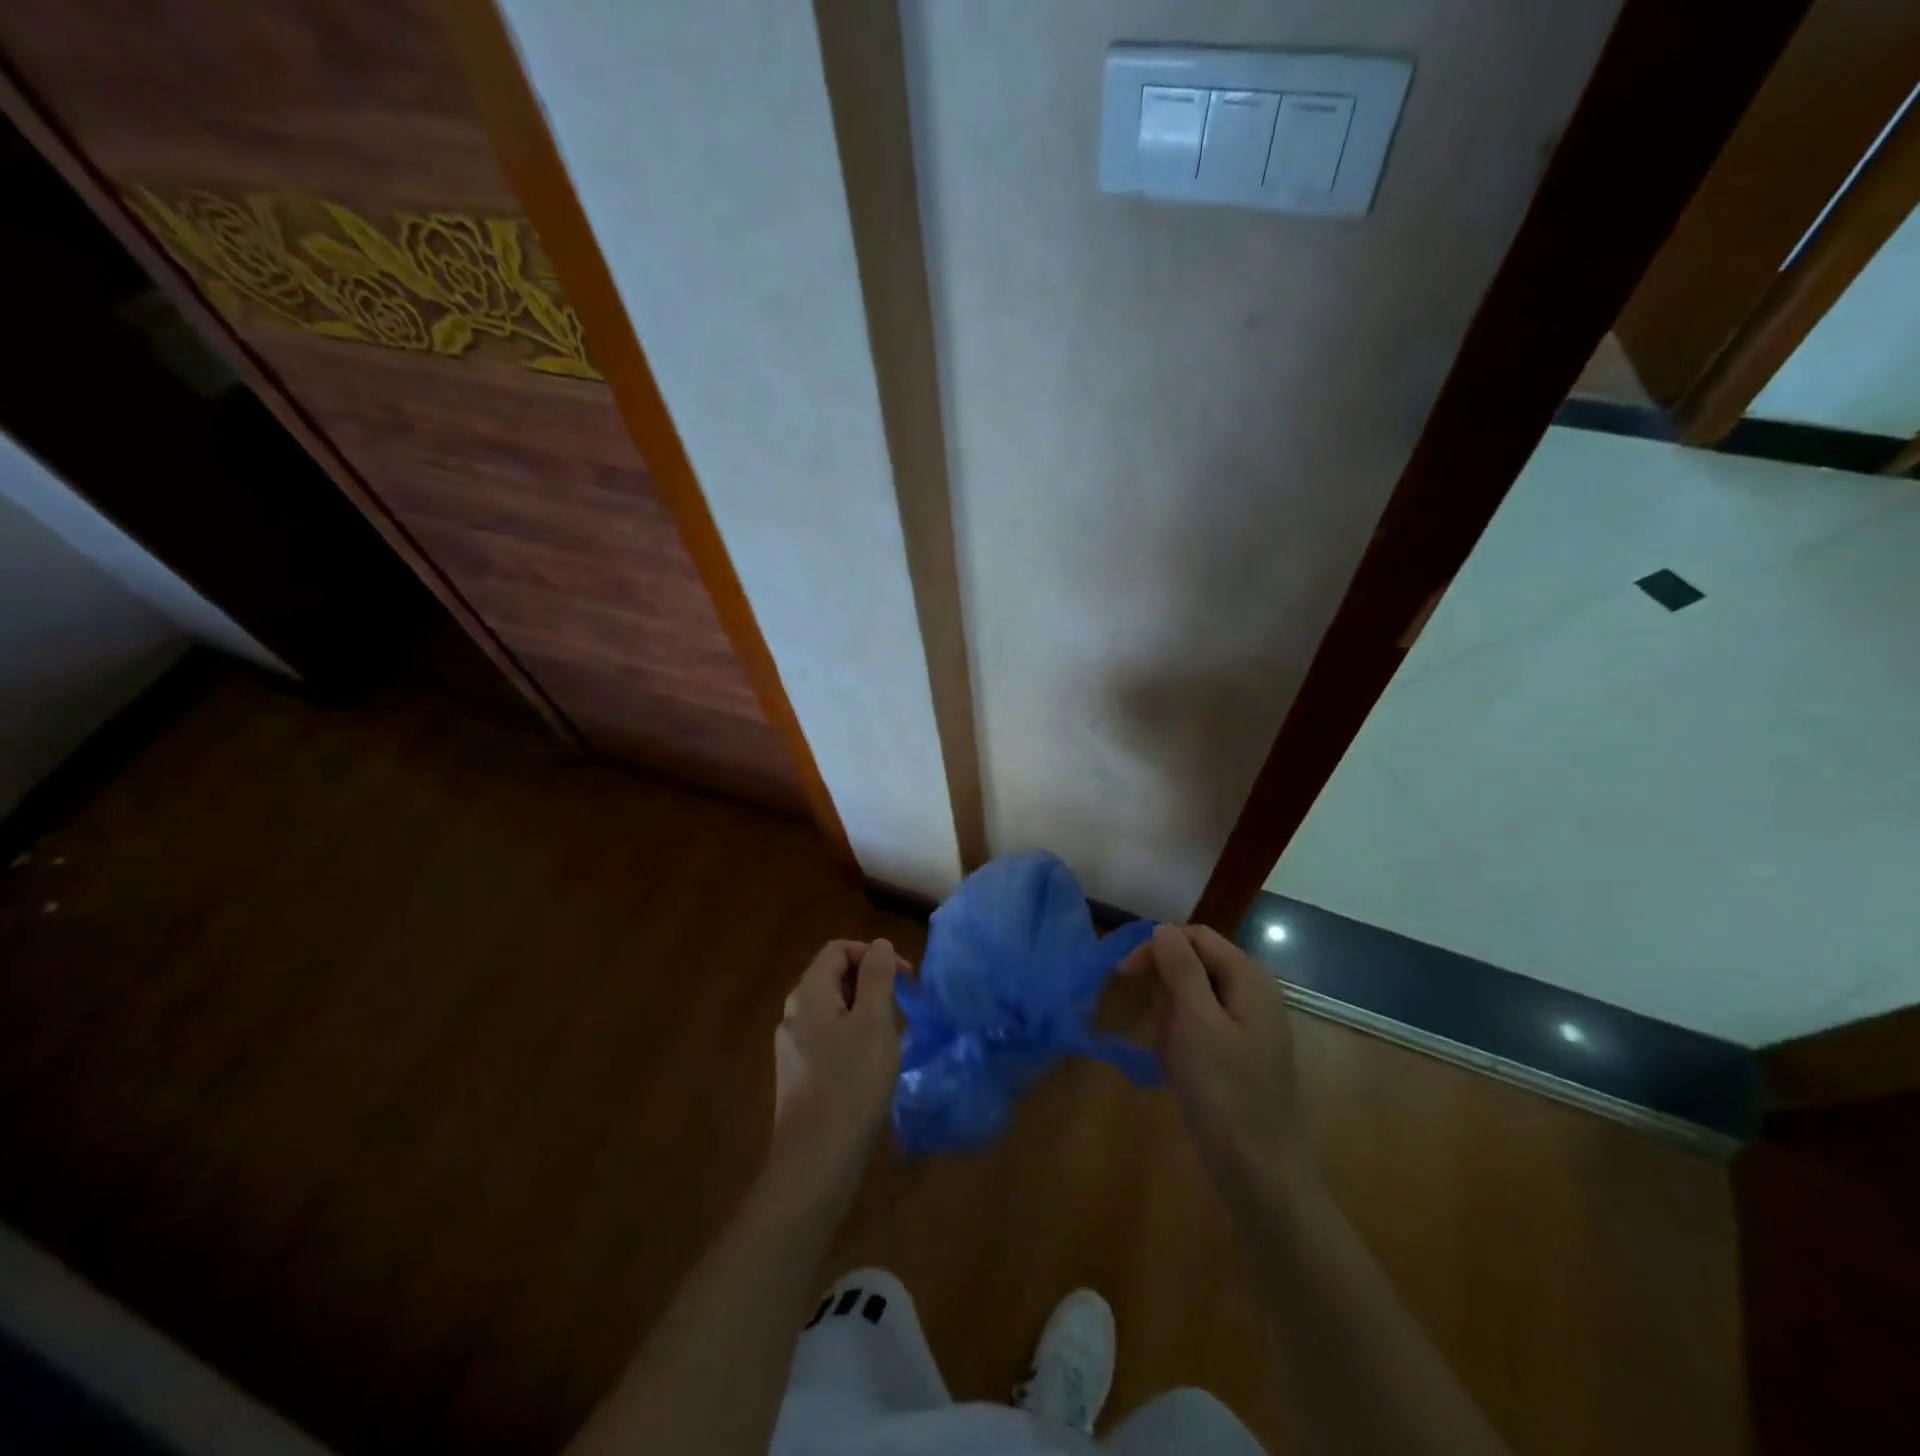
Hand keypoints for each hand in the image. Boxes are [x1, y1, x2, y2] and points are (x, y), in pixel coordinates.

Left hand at [767, 939, 902, 1206]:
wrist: (815, 1163)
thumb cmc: (851, 1084)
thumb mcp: (874, 1022)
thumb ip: (877, 977)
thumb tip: (878, 945)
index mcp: (808, 994)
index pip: (838, 949)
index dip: (872, 954)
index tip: (904, 978)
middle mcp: (793, 1015)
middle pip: (833, 977)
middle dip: (871, 982)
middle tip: (903, 1006)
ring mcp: (792, 1047)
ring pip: (833, 1010)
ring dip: (865, 1011)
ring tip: (891, 1036)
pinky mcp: (799, 1076)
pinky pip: (828, 1038)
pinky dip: (853, 1037)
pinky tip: (871, 1065)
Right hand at [1122, 925, 1304, 1205]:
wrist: (1261, 1174)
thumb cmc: (1226, 1092)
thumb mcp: (1196, 1022)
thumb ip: (1181, 969)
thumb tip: (1163, 929)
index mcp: (1250, 979)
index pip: (1196, 937)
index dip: (1157, 948)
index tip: (1122, 974)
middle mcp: (1254, 995)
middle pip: (1196, 966)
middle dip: (1165, 990)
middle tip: (1150, 1024)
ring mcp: (1249, 1028)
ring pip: (1193, 1001)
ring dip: (1171, 1021)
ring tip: (1168, 1056)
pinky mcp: (1239, 1056)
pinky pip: (1200, 1031)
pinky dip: (1181, 1043)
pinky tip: (1175, 1071)